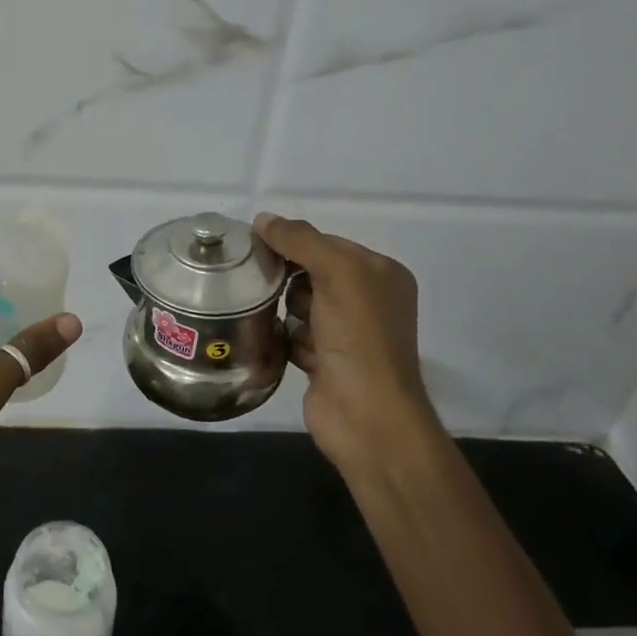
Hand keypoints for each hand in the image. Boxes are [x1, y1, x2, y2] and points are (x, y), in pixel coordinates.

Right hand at [254, 212, 437, 475]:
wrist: (365, 416)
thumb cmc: (358, 337)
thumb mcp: (337, 273)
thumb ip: (301, 240)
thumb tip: (263, 219)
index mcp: (381, 274)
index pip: (327, 243)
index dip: (294, 241)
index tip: (256, 244)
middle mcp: (367, 301)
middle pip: (311, 272)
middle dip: (287, 276)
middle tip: (258, 279)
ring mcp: (346, 333)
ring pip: (299, 303)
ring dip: (284, 307)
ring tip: (269, 312)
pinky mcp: (324, 360)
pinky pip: (293, 334)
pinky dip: (283, 335)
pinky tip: (275, 340)